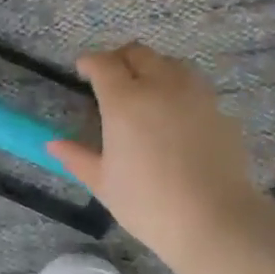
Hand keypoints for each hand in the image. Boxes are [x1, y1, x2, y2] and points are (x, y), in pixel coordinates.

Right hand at [49, 44, 261, 264]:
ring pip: (171, 64)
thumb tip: (54, 144)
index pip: (103, 64)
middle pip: (139, 53)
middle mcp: (161, 87)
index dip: (90, 62)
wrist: (213, 220)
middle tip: (111, 78)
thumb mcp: (103, 183)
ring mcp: (195, 96)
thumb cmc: (147, 203)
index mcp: (124, 101)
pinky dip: (179, 90)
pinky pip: (195, 88)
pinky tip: (176, 116)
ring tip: (146, 90)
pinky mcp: (220, 111)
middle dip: (120, 59)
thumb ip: (77, 157)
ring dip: (153, 68)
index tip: (82, 70)